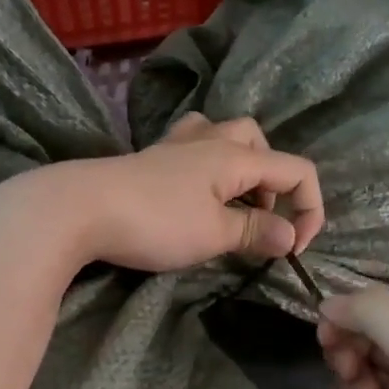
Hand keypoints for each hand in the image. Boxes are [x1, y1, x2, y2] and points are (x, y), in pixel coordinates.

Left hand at [1, 114, 322, 274]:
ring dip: (241, 169)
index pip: (297, 171)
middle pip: (261, 144)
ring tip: (230, 205)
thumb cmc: (155, 222)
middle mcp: (211, 139)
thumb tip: (289, 236)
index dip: (310, 210)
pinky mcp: (151, 158)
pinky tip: (194, 194)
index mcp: (236, 156)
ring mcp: (177, 145)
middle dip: (274, 183)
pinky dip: (208, 167)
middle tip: (258, 220)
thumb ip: (256, 232)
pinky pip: (194, 147)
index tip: (293, 251)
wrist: (79, 209)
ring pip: (226, 138)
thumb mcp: (214, 234)